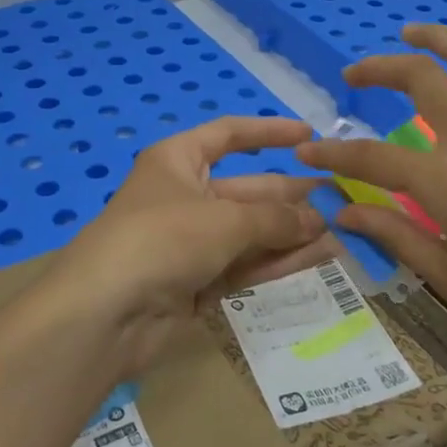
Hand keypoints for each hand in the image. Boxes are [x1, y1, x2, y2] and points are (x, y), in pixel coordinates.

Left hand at [48, 115, 330, 375]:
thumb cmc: (162, 239)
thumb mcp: (224, 220)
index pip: (229, 135)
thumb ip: (276, 218)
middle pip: (248, 189)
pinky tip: (319, 258)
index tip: (310, 136)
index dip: (269, 132)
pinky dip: (278, 261)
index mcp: (178, 161)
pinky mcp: (197, 283)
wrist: (105, 314)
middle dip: (291, 195)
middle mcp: (185, 196)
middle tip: (340, 200)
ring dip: (292, 232)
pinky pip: (246, 264)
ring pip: (252, 231)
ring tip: (341, 232)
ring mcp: (191, 242)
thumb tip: (318, 220)